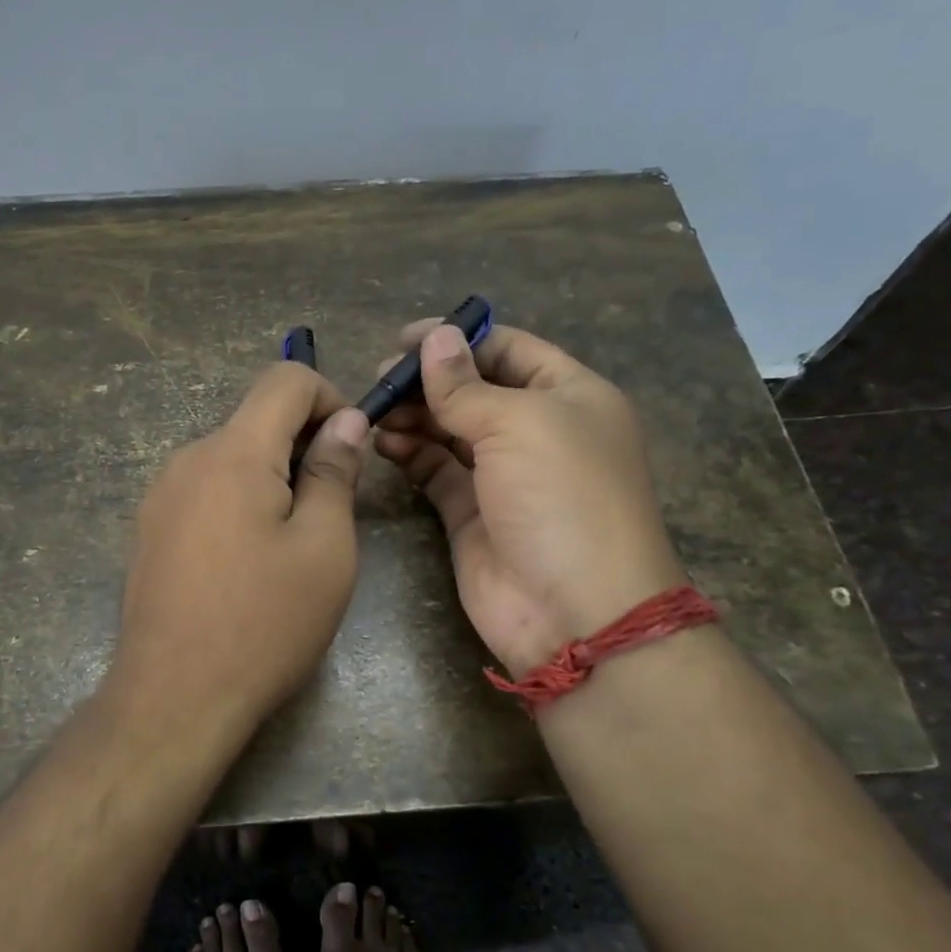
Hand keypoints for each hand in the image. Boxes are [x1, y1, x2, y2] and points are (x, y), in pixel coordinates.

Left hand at [108, 362, 370, 741]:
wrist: (173, 697)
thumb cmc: (264, 623)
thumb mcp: (324, 549)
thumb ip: (334, 472)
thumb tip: (345, 421)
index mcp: (233, 453)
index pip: (284, 379)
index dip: (329, 397)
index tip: (350, 448)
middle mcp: (188, 459)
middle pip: (256, 420)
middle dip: (303, 445)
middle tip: (331, 508)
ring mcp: (160, 495)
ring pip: (231, 457)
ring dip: (271, 477)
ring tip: (291, 543)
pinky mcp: (149, 529)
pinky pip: (205, 490)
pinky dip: (239, 501)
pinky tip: (247, 561)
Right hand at [373, 322, 685, 676]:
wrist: (575, 612)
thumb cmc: (562, 498)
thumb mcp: (519, 425)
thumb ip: (466, 385)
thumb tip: (433, 339)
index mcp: (569, 396)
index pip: (509, 349)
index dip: (459, 339)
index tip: (405, 339)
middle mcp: (537, 431)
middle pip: (474, 389)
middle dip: (428, 381)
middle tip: (380, 380)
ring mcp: (503, 475)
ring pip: (449, 430)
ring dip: (414, 416)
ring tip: (375, 411)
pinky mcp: (471, 513)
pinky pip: (436, 470)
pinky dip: (410, 453)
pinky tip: (383, 442)